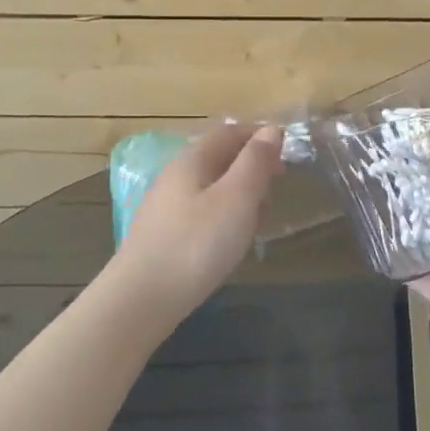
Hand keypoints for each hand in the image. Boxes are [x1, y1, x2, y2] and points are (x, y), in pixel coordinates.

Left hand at [109, 123, 284, 324]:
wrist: (141, 300)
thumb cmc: (196, 244)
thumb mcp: (236, 199)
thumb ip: (255, 162)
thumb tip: (271, 130)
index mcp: (192, 160)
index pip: (229, 132)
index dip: (259, 136)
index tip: (288, 152)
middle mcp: (175, 176)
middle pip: (220, 158)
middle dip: (252, 168)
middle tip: (276, 192)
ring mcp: (166, 207)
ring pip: (212, 188)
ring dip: (240, 196)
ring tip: (258, 222)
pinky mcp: (163, 235)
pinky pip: (202, 213)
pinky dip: (224, 218)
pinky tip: (230, 244)